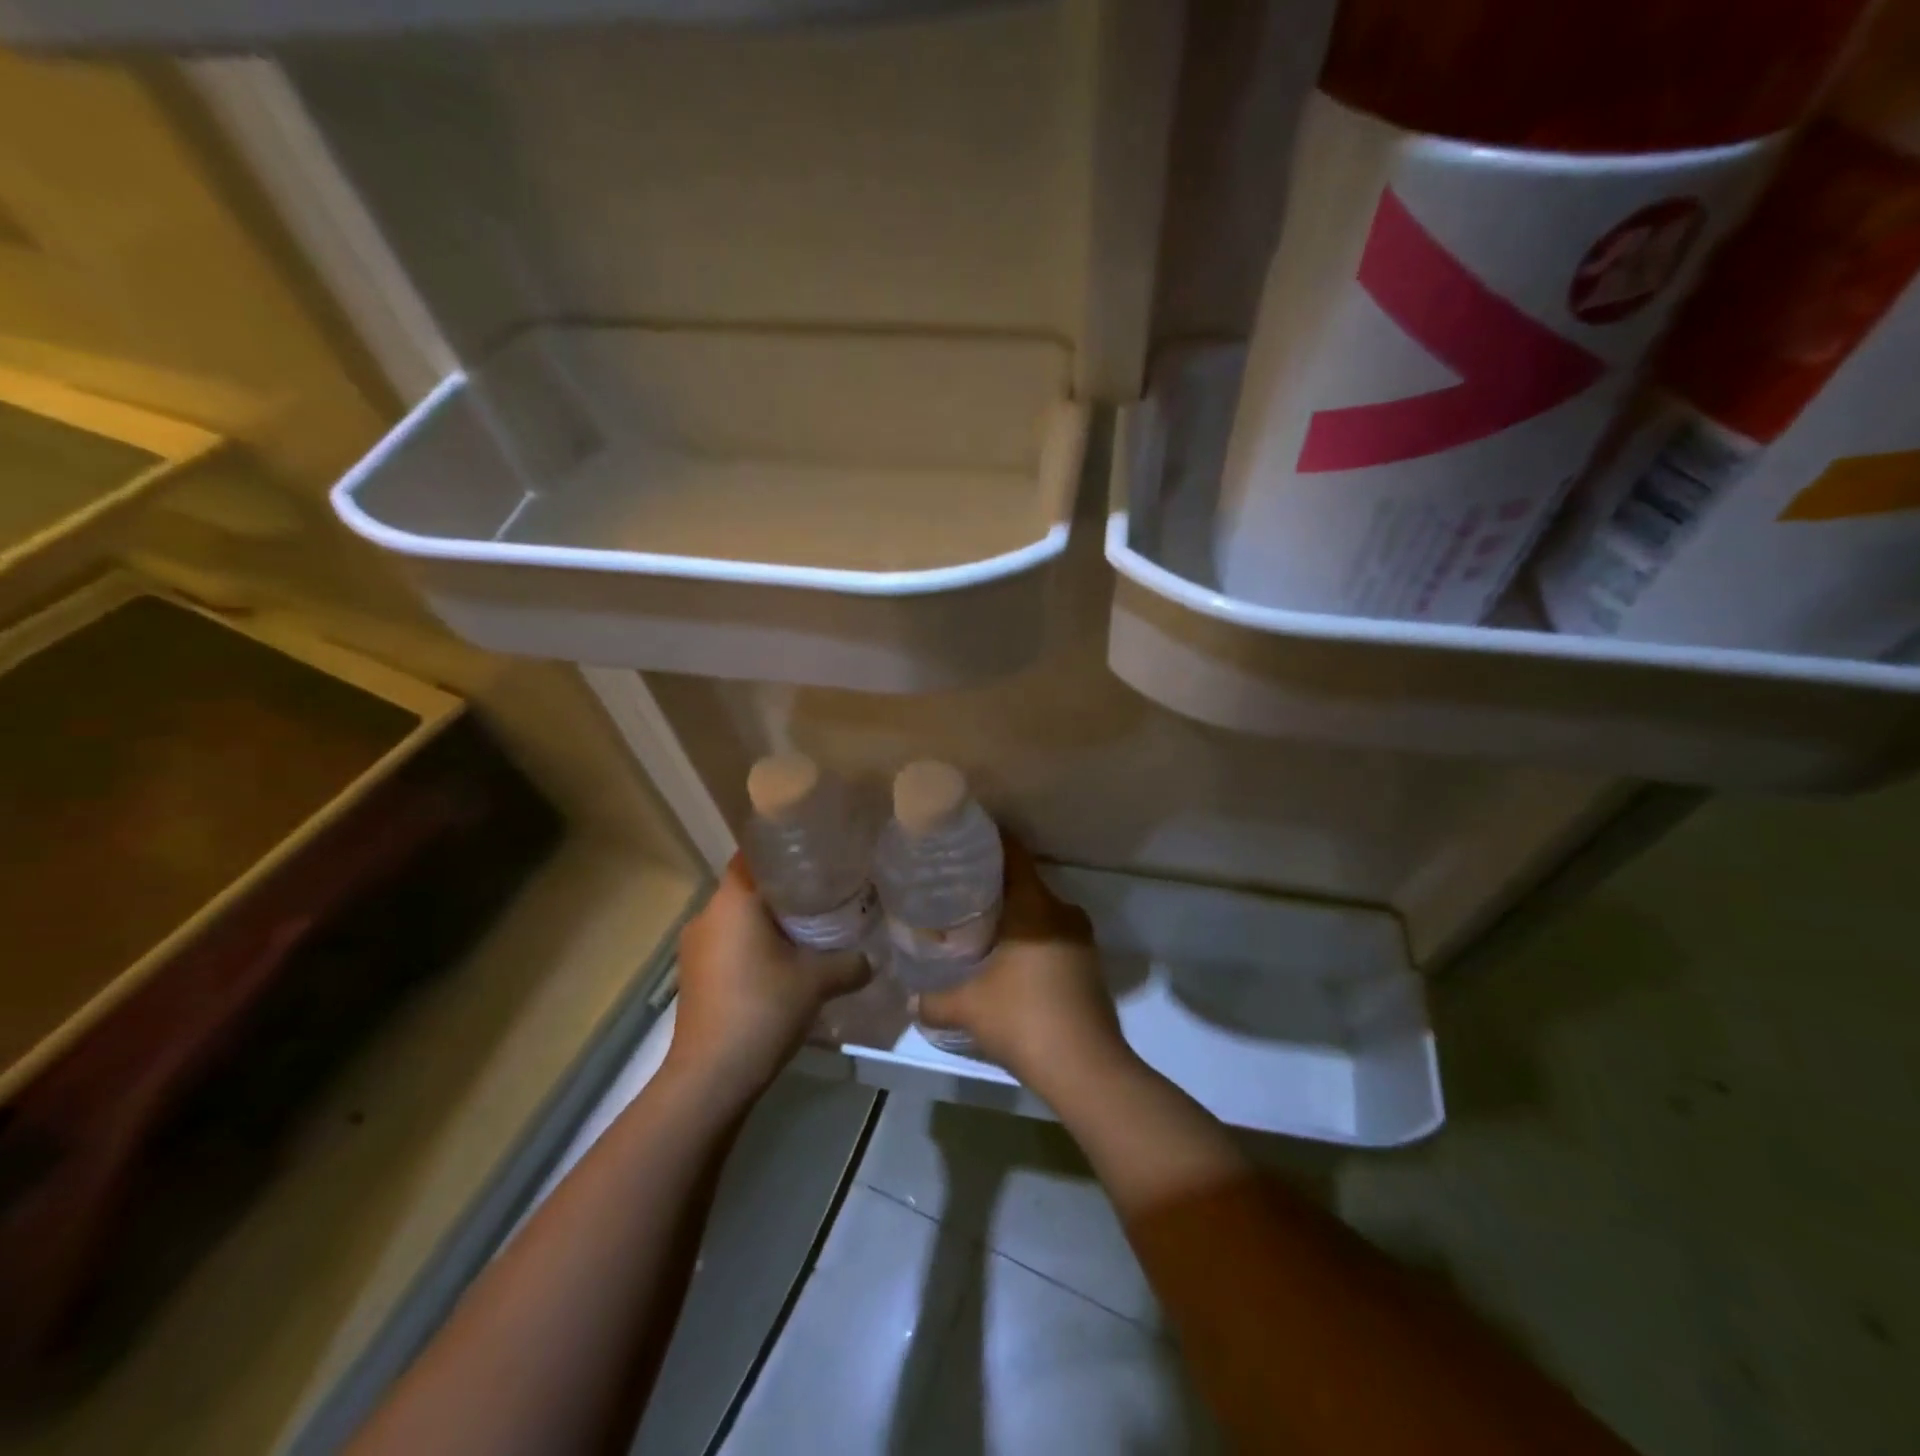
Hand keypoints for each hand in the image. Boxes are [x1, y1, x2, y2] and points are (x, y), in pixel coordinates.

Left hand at [667, 856, 869, 1104]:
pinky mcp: (693, 976)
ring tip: (807, 933)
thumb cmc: (762, 1010)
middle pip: (749, 888)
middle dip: (784, 893)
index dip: (784, 853)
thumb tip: (872, 959)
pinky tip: (780, 967)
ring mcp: (695, 948)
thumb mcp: (817, 982)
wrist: (711, 1077)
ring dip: (767, 924)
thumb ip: (849, 963)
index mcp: (732, 902)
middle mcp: (707, 915)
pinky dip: (752, 947)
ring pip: (737, 920)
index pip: (754, 856)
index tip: (816, 859)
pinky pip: (728, 945)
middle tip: (824, 897)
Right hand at [918, 842, 1130, 1089]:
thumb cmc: (1024, 1019)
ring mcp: (1081, 939)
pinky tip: (1008, 961)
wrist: (1087, 1069)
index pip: (1014, 854)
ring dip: (1015, 917)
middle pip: (1025, 883)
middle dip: (994, 886)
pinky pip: (1053, 936)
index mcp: (1035, 906)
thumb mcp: (968, 1008)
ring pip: (1041, 913)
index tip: (963, 842)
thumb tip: (910, 1000)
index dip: (990, 843)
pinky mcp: (1089, 965)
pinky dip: (1031, 940)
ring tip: (979, 927)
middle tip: (959, 893)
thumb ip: (934, 1000)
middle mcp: (1062, 912)